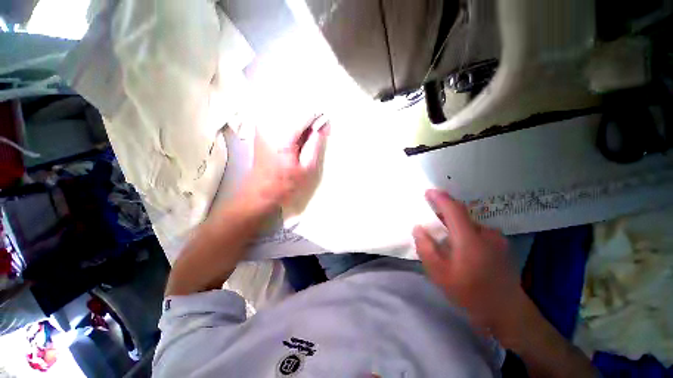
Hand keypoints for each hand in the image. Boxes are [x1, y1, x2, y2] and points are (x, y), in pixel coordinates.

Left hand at [238, 115, 329, 215]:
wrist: (261, 192)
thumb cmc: (286, 183)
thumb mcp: (307, 168)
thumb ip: (316, 144)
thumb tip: (324, 126)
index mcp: (283, 136)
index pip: (304, 113)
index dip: (318, 116)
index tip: (326, 124)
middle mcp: (270, 125)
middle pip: (296, 108)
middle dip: (309, 117)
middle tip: (316, 133)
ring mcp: (263, 125)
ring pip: (288, 110)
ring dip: (301, 119)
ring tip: (306, 136)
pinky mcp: (261, 128)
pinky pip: (281, 116)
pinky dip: (293, 122)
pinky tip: (296, 135)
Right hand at [413, 189, 525, 335]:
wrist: (508, 312)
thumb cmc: (470, 293)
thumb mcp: (440, 274)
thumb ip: (426, 248)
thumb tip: (418, 228)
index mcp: (470, 239)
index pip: (453, 209)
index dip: (440, 198)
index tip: (427, 192)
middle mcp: (486, 233)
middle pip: (460, 215)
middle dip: (443, 213)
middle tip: (430, 222)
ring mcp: (496, 239)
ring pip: (468, 224)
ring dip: (453, 225)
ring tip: (443, 239)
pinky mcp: (500, 245)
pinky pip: (476, 231)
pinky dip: (463, 232)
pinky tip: (459, 248)